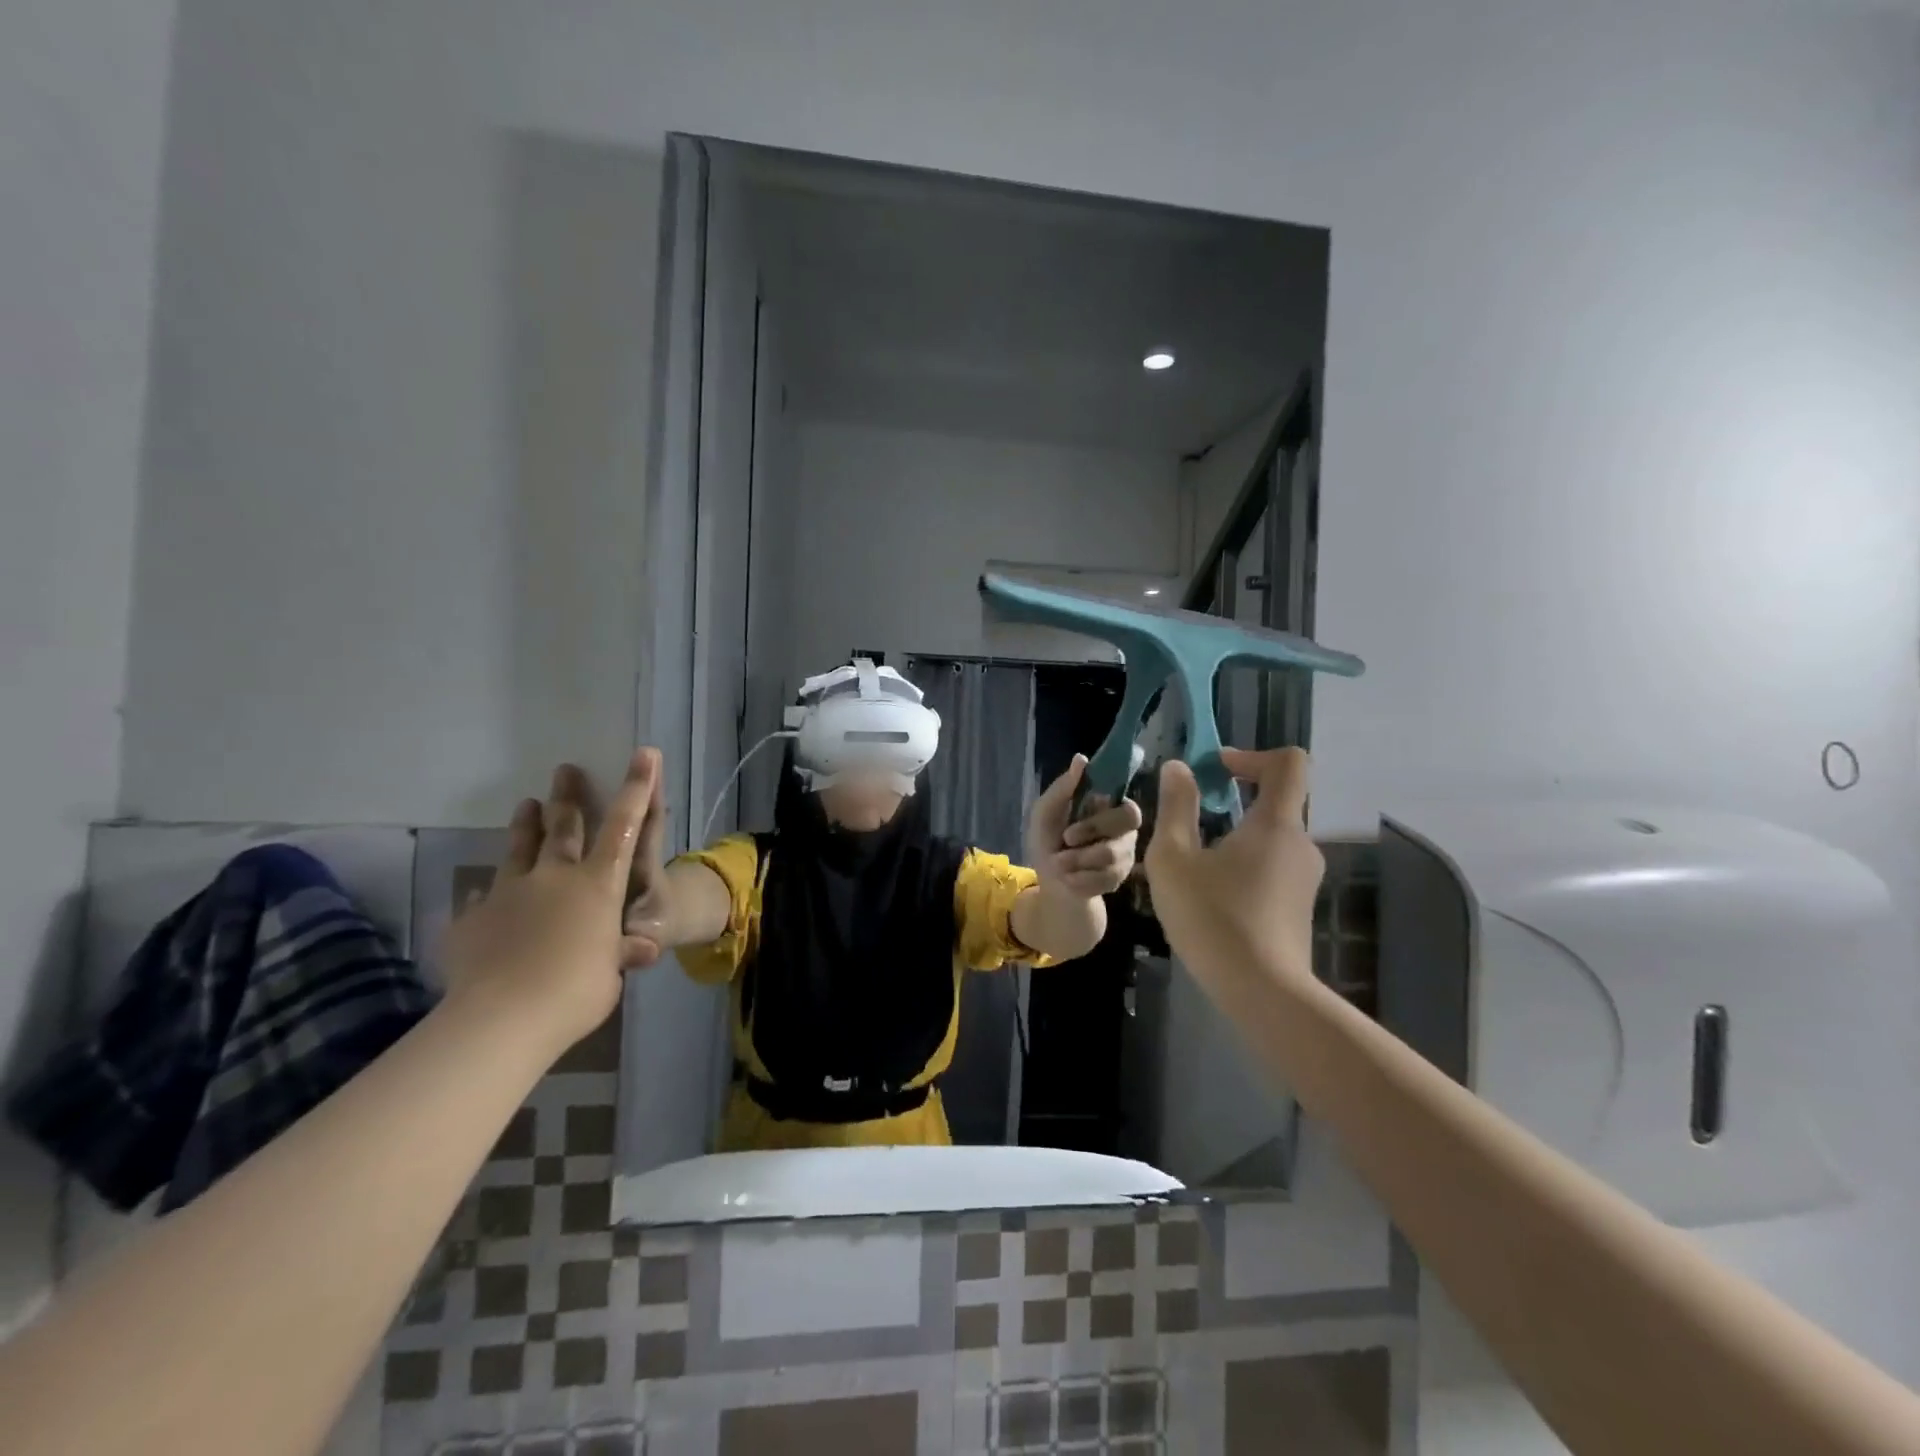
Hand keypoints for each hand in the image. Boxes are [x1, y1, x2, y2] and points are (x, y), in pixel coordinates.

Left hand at [441, 750, 664, 1061]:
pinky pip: (482, 897)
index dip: (636, 789)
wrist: (501, 1019)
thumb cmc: (576, 991)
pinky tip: (483, 893)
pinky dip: (488, 892)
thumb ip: (620, 952)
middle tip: (565, 769)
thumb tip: (641, 947)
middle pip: (564, 827)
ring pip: (519, 849)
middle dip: (568, 796)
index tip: (643, 754)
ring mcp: (508, 893)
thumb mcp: (611, 972)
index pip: (624, 827)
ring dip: (525, 825)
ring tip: (525, 803)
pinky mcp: (472, 919)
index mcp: (597, 885)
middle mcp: (554, 877)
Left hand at [1025, 755, 1142, 898]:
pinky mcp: (1120, 879)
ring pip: (1112, 855)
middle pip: (1128, 826)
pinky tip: (1069, 880)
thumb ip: (1062, 788)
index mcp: (1108, 808)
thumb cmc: (1048, 843)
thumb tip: (1081, 758)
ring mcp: (1126, 856)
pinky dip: (1080, 880)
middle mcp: (1124, 830)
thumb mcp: (1045, 814)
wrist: (1051, 885)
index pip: (1128, 807)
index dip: (1100, 818)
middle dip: (1090, 835)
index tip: (1071, 829)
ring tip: (1060, 864)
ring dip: (1077, 861)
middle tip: (1065, 843)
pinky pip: (1106, 879)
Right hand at [1144, 747, 1322, 985]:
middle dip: (1231, 801)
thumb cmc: (1212, 916)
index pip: (1288, 763)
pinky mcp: (1297, 906)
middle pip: (1274, 801)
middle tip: (1187, 822)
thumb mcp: (1174, 858)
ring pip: (1268, 838)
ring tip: (1190, 866)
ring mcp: (1303, 878)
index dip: (1251, 755)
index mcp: (1275, 823)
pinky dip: (1242, 865)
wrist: (1261, 992)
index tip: (1215, 770)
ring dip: (1232, 837)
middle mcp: (1299, 844)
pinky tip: (1210, 897)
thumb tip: (1179, 768)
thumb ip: (1176, 807)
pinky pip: (1270, 867)